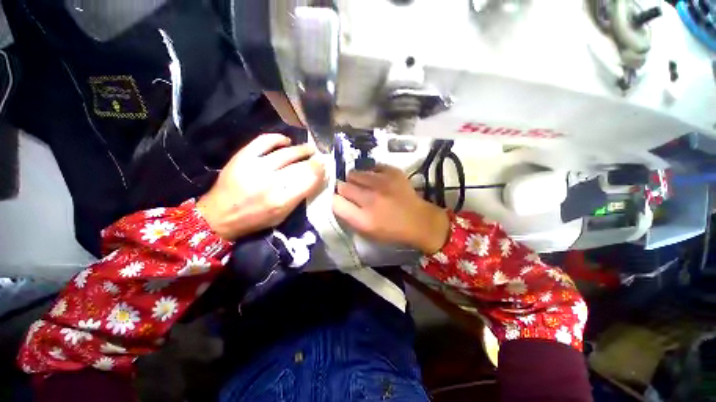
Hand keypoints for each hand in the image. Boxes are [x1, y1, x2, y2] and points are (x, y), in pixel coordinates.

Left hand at [197, 134, 325, 239]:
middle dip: (314, 161)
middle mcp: (271, 183)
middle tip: (319, 159)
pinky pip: (265, 141)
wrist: (219, 215)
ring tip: (309, 149)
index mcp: (282, 201)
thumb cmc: (255, 219)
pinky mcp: (242, 157)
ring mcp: (255, 167)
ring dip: (302, 149)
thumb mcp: (282, 215)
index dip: (320, 172)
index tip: (324, 168)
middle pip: (301, 166)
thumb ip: (299, 197)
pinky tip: (286, 141)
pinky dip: (278, 139)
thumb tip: (315, 179)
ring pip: (287, 153)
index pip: (310, 181)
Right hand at [332, 164, 449, 253]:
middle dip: (344, 189)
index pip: (335, 202)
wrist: (419, 221)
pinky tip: (378, 181)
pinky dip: (371, 173)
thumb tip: (337, 200)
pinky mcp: (392, 172)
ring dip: (356, 180)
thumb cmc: (391, 231)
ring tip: (364, 185)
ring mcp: (382, 183)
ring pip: (354, 173)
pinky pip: (371, 167)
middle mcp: (370, 199)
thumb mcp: (367, 232)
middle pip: (342, 185)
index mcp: (363, 219)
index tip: (339, 200)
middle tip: (352, 193)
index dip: (334, 200)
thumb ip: (349, 217)